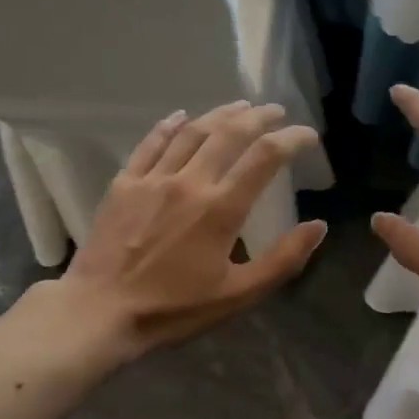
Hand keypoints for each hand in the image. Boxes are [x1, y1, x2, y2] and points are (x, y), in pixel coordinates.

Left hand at [54, 101, 326, 360]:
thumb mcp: (238, 295)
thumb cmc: (174, 309)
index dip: (292, 139)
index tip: (308, 135)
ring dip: (220, 115)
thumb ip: (282, 259)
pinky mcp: (124, 184)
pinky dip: (170, 125)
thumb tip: (318, 226)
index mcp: (221, 209)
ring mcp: (153, 179)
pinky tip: (182, 116)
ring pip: (192, 132)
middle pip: (230, 134)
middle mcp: (190, 182)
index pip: (265, 157)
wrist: (100, 312)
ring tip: (240, 107)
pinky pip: (151, 143)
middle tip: (276, 111)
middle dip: (258, 117)